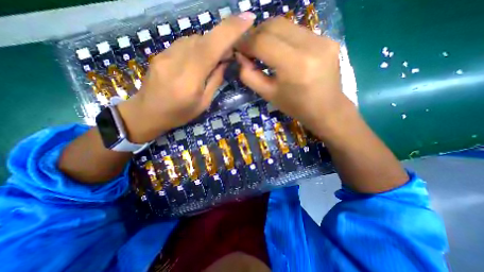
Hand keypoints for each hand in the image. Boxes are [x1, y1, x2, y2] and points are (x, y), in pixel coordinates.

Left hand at [118, 13, 256, 142]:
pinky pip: (184, 44)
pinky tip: (197, 62)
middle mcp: (176, 60)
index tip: (247, 18)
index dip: (230, 30)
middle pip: (204, 39)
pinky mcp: (160, 53)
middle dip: (221, 42)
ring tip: (212, 62)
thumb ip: (215, 81)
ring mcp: (165, 54)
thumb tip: (224, 61)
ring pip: (194, 39)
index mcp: (190, 78)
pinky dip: (196, 49)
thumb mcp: (203, 103)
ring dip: (208, 46)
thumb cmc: (179, 113)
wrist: (147, 113)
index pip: (211, 47)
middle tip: (229, 55)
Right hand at [235, 16, 354, 139]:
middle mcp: (310, 46)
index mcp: (294, 65)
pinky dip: (283, 37)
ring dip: (268, 34)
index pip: (263, 42)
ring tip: (262, 48)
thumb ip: (250, 76)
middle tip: (248, 47)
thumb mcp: (268, 95)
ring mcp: (323, 39)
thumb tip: (240, 58)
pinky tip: (280, 50)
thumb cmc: (295, 106)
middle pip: (274, 25)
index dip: (246, 43)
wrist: (326, 109)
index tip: (237, 48)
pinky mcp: (328, 39)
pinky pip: (297, 31)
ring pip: (286, 25)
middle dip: (255, 34)